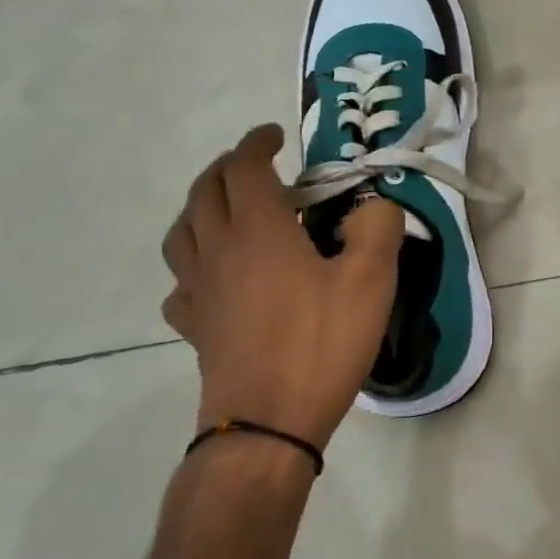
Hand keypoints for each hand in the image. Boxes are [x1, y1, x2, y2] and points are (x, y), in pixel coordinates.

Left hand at [161, 124, 403, 447]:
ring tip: (228, 209)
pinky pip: (181, 280)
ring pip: (182, 231)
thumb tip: (375, 206)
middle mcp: (217, 250)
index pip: (243, 167)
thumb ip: (378, 228)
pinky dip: (194, 262)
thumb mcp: (371, 281)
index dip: (256, 143)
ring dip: (201, 206)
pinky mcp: (194, 326)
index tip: (276, 135)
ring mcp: (198, 290)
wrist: (268, 423)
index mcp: (258, 230)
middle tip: (256, 165)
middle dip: (227, 167)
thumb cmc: (321, 344)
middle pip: (204, 191)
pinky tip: (215, 275)